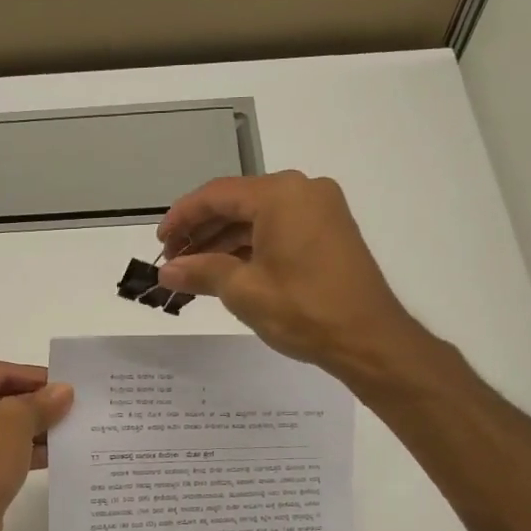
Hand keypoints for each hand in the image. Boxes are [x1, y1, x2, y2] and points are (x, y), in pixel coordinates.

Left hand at [0, 361, 74, 530]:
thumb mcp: (18, 421)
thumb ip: (42, 402)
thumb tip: (63, 391)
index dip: (33, 377)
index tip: (63, 384)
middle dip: (30, 405)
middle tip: (64, 407)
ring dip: (25, 429)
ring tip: (62, 430)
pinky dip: (12, 449)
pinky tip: (47, 455)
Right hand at [157, 172, 418, 376]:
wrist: (370, 340)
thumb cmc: (303, 310)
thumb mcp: (243, 291)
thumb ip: (200, 272)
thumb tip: (166, 271)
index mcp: (281, 195)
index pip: (216, 195)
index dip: (182, 217)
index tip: (160, 242)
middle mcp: (303, 191)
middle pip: (237, 203)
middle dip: (202, 232)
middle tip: (173, 260)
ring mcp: (321, 210)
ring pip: (258, 218)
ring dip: (224, 242)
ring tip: (194, 270)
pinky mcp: (330, 231)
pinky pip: (279, 228)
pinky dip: (251, 247)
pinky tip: (227, 270)